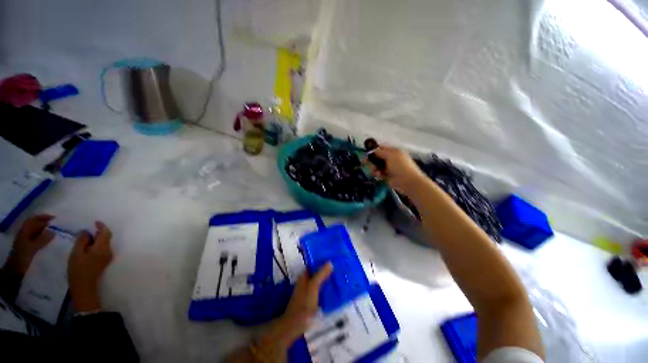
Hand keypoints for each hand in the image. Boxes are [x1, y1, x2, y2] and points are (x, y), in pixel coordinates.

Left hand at [8, 214, 54, 274]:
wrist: (15, 271)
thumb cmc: (22, 258)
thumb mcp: (31, 249)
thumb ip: (41, 240)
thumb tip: (53, 231)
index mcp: (24, 232)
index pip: (33, 220)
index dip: (43, 217)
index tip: (54, 218)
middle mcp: (25, 234)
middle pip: (35, 225)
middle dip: (46, 224)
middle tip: (58, 226)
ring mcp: (27, 241)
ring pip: (37, 232)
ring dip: (46, 231)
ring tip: (57, 233)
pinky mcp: (30, 247)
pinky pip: (39, 239)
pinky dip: (45, 238)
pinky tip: (51, 241)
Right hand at [68, 221, 113, 311]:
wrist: (84, 287)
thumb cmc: (78, 270)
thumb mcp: (76, 253)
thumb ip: (82, 241)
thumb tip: (86, 232)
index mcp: (102, 248)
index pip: (106, 233)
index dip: (101, 226)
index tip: (95, 222)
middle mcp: (109, 251)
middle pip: (106, 238)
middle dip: (99, 232)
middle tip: (87, 230)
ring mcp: (108, 256)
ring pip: (104, 243)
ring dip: (97, 239)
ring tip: (85, 238)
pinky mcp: (104, 261)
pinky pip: (103, 249)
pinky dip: (97, 245)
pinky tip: (88, 246)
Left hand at [255, 263, 332, 359]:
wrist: (297, 323)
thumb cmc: (304, 302)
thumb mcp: (313, 286)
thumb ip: (321, 274)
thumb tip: (330, 262)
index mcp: (305, 275)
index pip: (313, 263)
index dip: (321, 259)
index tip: (332, 256)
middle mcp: (306, 281)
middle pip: (317, 271)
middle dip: (326, 268)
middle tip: (339, 265)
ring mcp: (309, 290)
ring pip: (320, 280)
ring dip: (328, 278)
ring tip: (340, 274)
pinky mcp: (313, 299)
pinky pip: (321, 289)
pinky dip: (327, 287)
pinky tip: (336, 288)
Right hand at [371, 145, 426, 193]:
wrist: (407, 181)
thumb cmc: (400, 165)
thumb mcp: (390, 155)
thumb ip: (380, 152)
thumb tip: (373, 150)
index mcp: (393, 151)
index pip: (381, 148)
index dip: (373, 149)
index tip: (366, 152)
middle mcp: (391, 158)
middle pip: (377, 157)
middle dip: (372, 159)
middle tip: (365, 162)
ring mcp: (388, 167)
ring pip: (377, 165)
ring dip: (374, 167)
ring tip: (375, 170)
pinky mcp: (386, 176)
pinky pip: (378, 173)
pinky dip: (377, 173)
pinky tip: (379, 175)